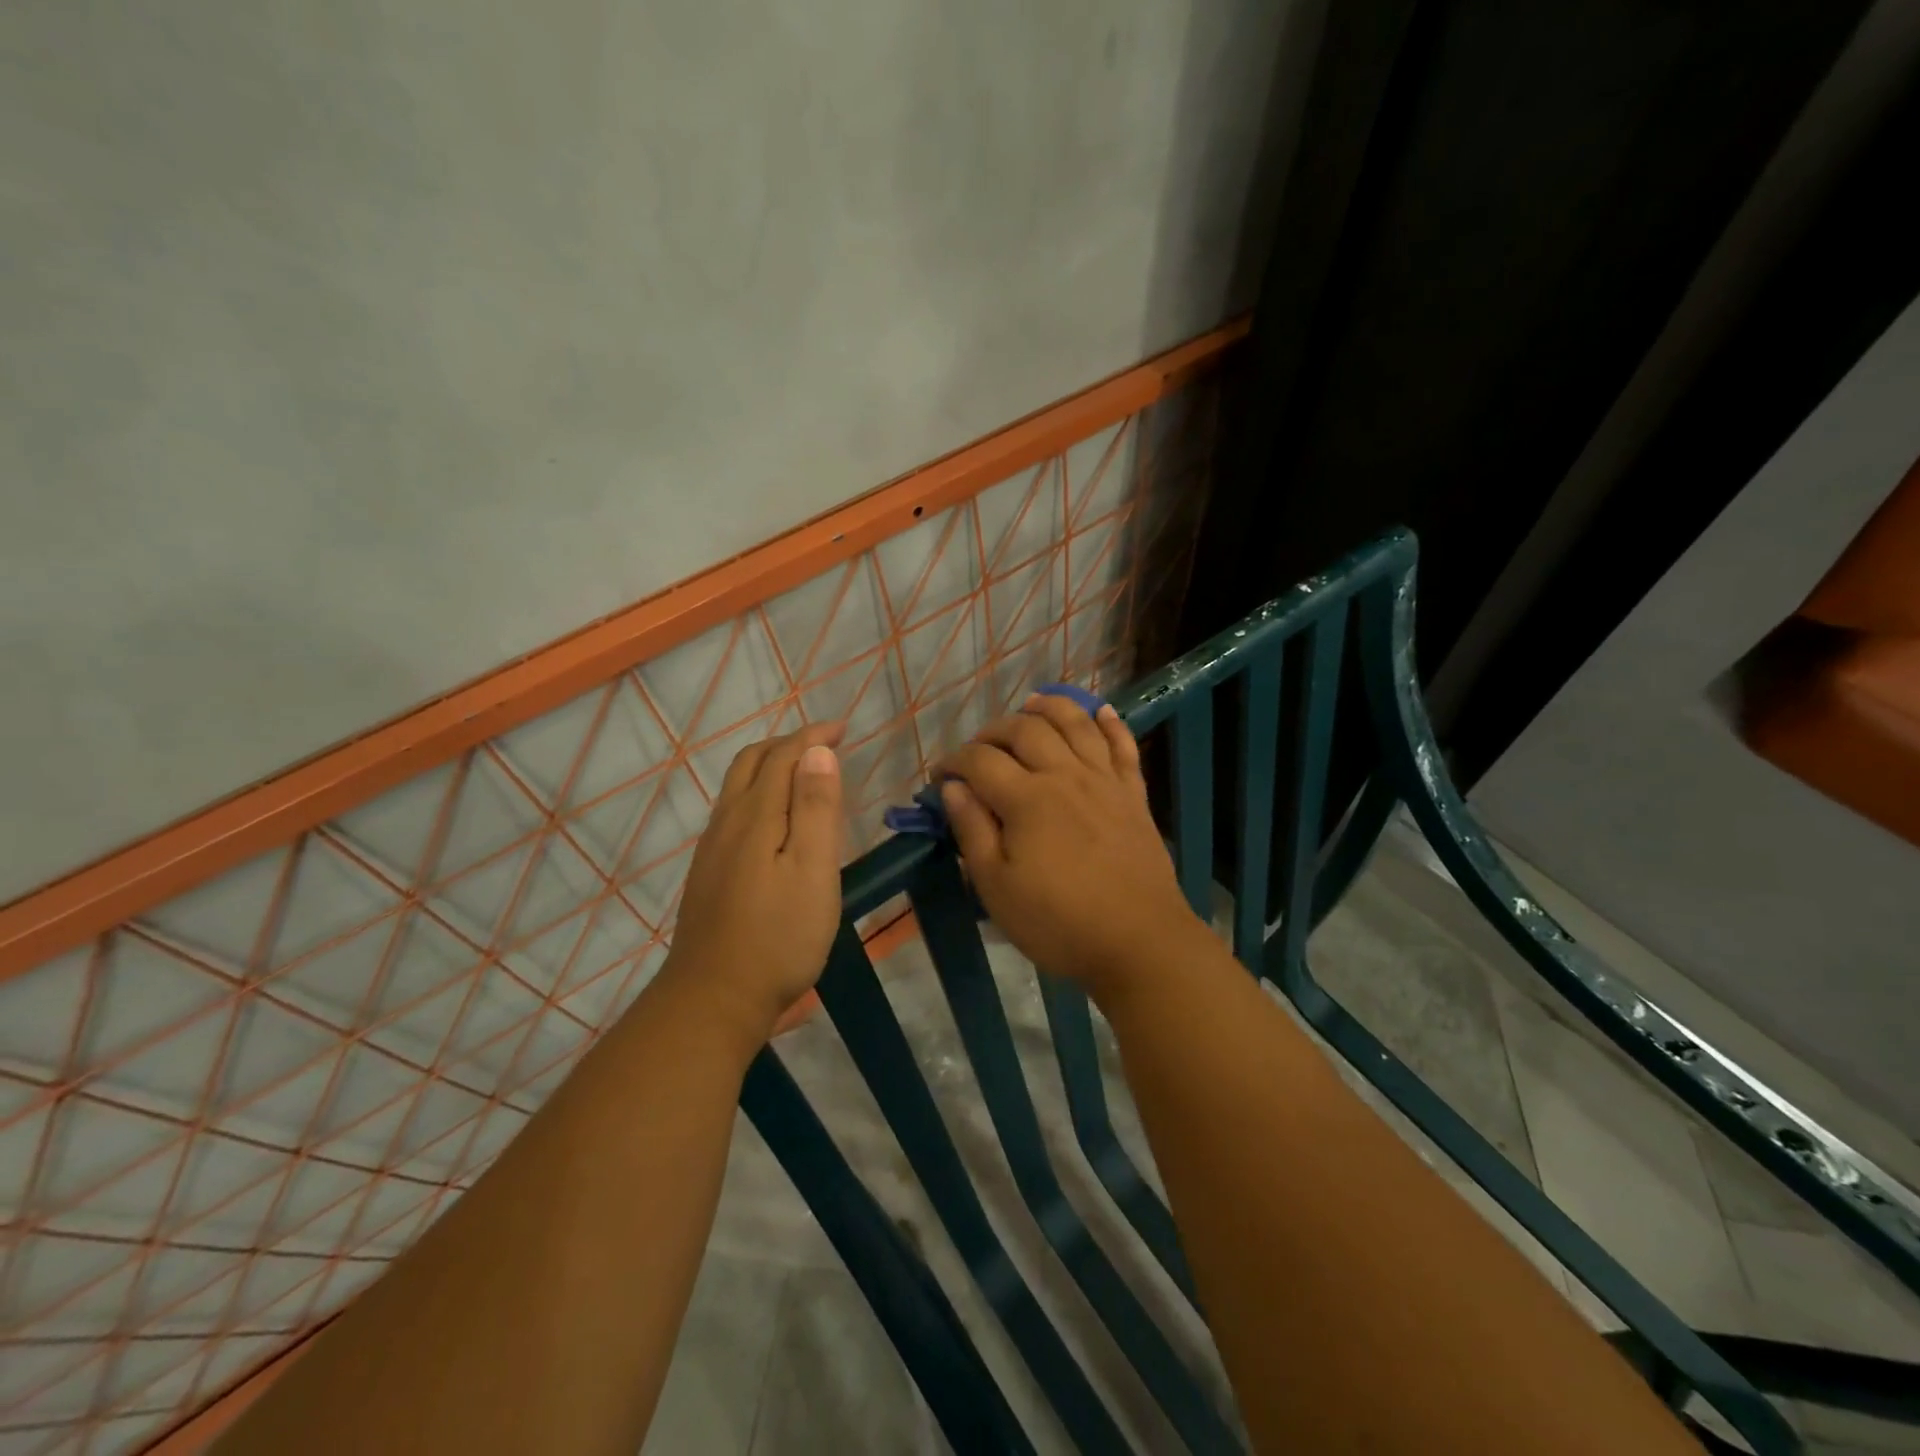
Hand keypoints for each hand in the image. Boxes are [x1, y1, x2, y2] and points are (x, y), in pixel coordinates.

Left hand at [658, 721, 845, 1044]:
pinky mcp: (708, 873)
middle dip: (788, 744)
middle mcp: (728, 822)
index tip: (842, 729)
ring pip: (738, 787)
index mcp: (756, 816)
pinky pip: (733, 811)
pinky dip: (759, 793)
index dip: (813, 737)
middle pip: (751, 763)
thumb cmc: (778, 936)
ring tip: (804, 774)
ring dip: (771, 767)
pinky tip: (775, 820)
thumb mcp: (812, 871)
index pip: (783, 756)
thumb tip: (818, 752)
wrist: (713, 999)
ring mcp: (712, 849)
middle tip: (824, 745)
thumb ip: (816, 809)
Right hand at [933, 695, 1205, 997]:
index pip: (980, 761)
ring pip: (1075, 724)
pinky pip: (1122, 745)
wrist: (1139, 942)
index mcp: (1027, 799)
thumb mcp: (997, 888)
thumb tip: (953, 788)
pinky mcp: (1133, 794)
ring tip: (1031, 704)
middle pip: (1025, 731)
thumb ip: (973, 831)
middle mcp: (1065, 775)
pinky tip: (1098, 710)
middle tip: (977, 749)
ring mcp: (1104, 781)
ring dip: (1049, 708)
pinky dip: (1109, 722)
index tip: (940, 778)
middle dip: (993, 731)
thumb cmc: (1059, 922)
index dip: (953, 762)